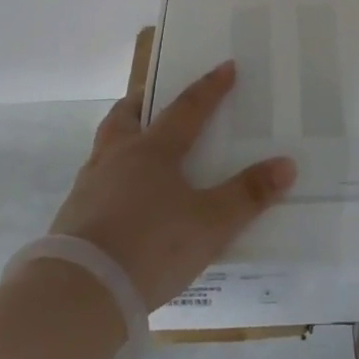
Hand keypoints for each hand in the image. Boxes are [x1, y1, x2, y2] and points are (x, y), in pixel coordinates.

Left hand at [49, 61, 296, 308]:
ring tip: (135, 148)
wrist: (81, 292)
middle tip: (152, 97)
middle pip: (125, 116)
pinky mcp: (72, 217)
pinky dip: (109, 178)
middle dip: (141, 102)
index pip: (187, 108)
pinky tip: (119, 199)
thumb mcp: (211, 223)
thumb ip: (248, 194)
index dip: (210, 88)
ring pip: (104, 147)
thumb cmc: (152, 245)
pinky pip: (94, 182)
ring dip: (120, 138)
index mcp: (153, 150)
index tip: (226, 66)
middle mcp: (117, 158)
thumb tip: (286, 164)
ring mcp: (89, 186)